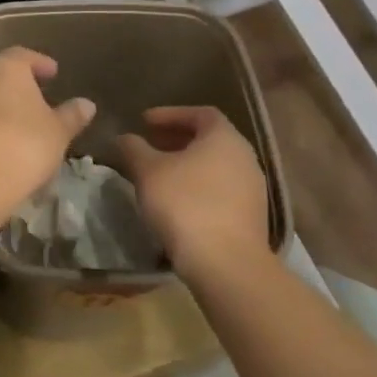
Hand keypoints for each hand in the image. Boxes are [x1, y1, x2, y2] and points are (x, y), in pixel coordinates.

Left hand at [0, 49, 94, 208]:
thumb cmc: (22, 147)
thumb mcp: (57, 134)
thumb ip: (71, 116)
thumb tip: (86, 104)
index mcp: (4, 68)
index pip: (23, 56)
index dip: (39, 63)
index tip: (52, 73)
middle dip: (12, 85)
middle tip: (31, 100)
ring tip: (8, 125)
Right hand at [116, 107, 271, 281]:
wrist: (225, 263)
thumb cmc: (184, 204)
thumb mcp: (148, 171)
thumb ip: (134, 148)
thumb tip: (124, 138)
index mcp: (224, 138)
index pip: (200, 113)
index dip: (170, 114)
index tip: (144, 122)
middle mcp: (245, 158)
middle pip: (210, 139)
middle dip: (177, 139)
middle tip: (149, 144)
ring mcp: (252, 188)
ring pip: (215, 165)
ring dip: (187, 164)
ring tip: (158, 174)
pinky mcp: (250, 215)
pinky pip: (220, 188)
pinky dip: (198, 185)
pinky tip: (176, 200)